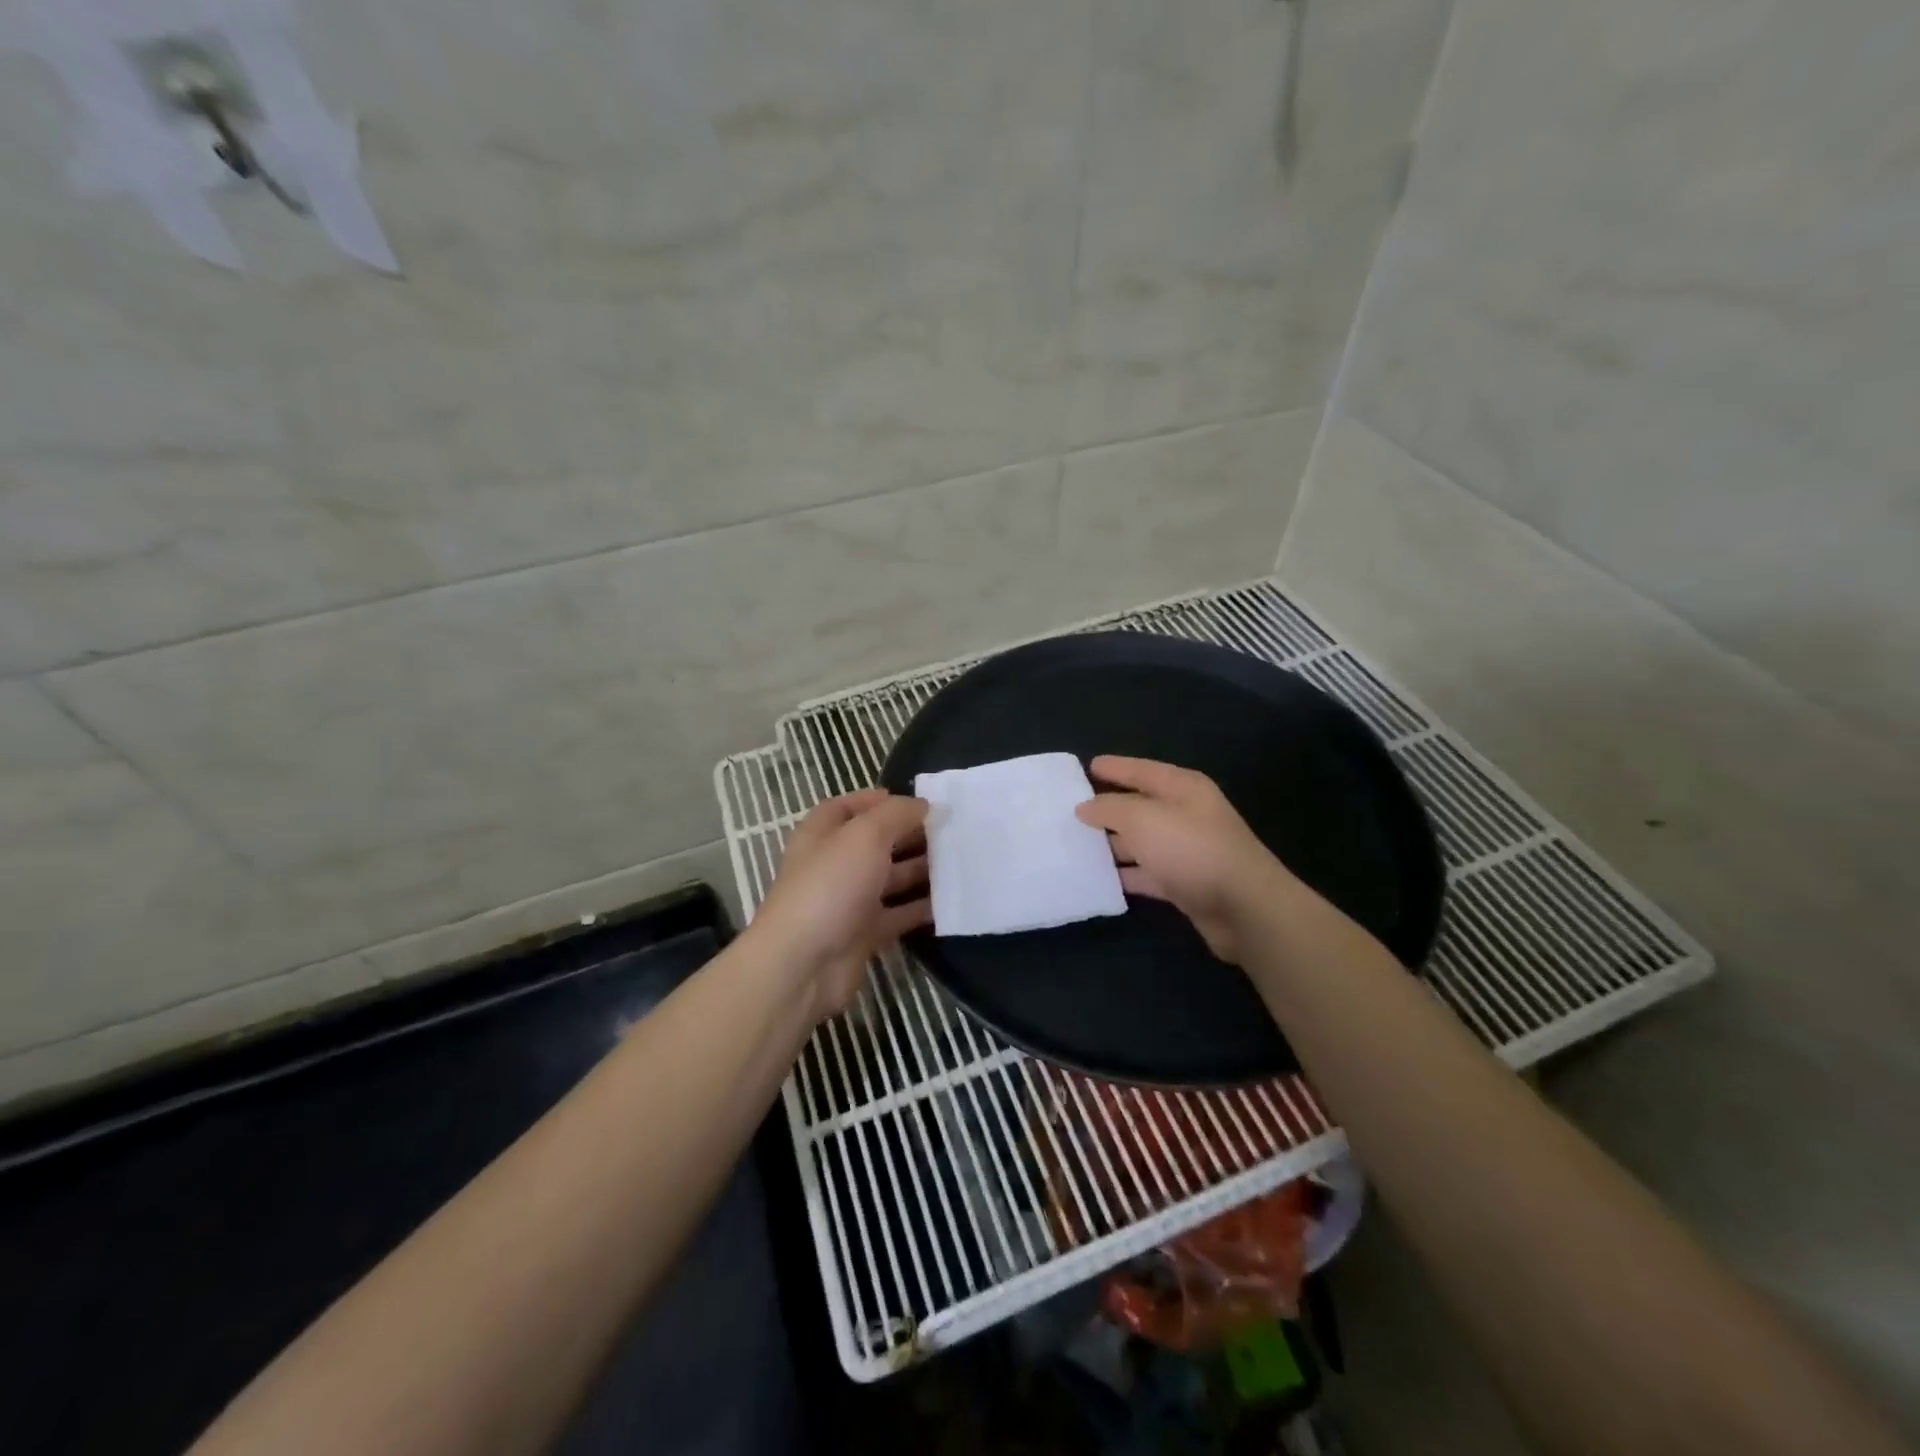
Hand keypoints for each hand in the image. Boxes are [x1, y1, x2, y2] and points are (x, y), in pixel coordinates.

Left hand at [750, 789, 930, 1020]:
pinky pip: (898, 915)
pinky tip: (951, 900)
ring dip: (921, 871)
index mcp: (821, 834)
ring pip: (890, 879)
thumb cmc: (831, 885)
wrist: (805, 964)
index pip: (846, 807)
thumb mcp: (865, 836)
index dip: (877, 800)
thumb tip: (924, 804)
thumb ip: (897, 814)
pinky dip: (921, 908)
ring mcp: (848, 901)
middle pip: (875, 843)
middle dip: (909, 835)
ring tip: (959, 861)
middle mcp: (834, 865)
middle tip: (950, 830)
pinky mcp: (864, 934)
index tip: (916, 801)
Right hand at [1075, 756, 1293, 963]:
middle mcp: (1184, 814)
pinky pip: (1146, 872)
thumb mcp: (1143, 818)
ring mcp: (1185, 849)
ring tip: (1074, 846)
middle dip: (1106, 808)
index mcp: (1181, 787)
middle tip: (1068, 811)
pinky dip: (1125, 874)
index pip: (1141, 770)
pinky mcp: (1184, 882)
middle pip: (1138, 805)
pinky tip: (1097, 879)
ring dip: (1111, 844)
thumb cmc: (1191, 849)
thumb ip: (1109, 808)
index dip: (1114, 767)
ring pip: (1140, 841)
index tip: (1086, 767)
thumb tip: (1085, 807)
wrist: (1243, 907)